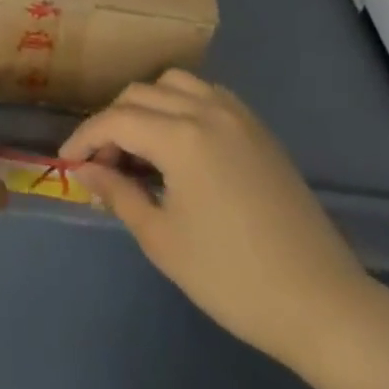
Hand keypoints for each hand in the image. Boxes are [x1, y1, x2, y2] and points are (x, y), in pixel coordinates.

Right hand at [60, 70, 375, 370]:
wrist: (321, 304)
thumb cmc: (233, 278)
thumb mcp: (162, 240)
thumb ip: (118, 193)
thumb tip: (85, 169)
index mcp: (181, 136)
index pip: (115, 120)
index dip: (84, 138)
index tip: (67, 162)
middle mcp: (207, 110)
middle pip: (141, 94)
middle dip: (112, 121)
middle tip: (102, 162)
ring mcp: (238, 115)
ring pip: (175, 84)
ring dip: (147, 105)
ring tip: (139, 147)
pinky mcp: (259, 129)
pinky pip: (207, 95)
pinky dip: (181, 105)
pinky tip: (179, 144)